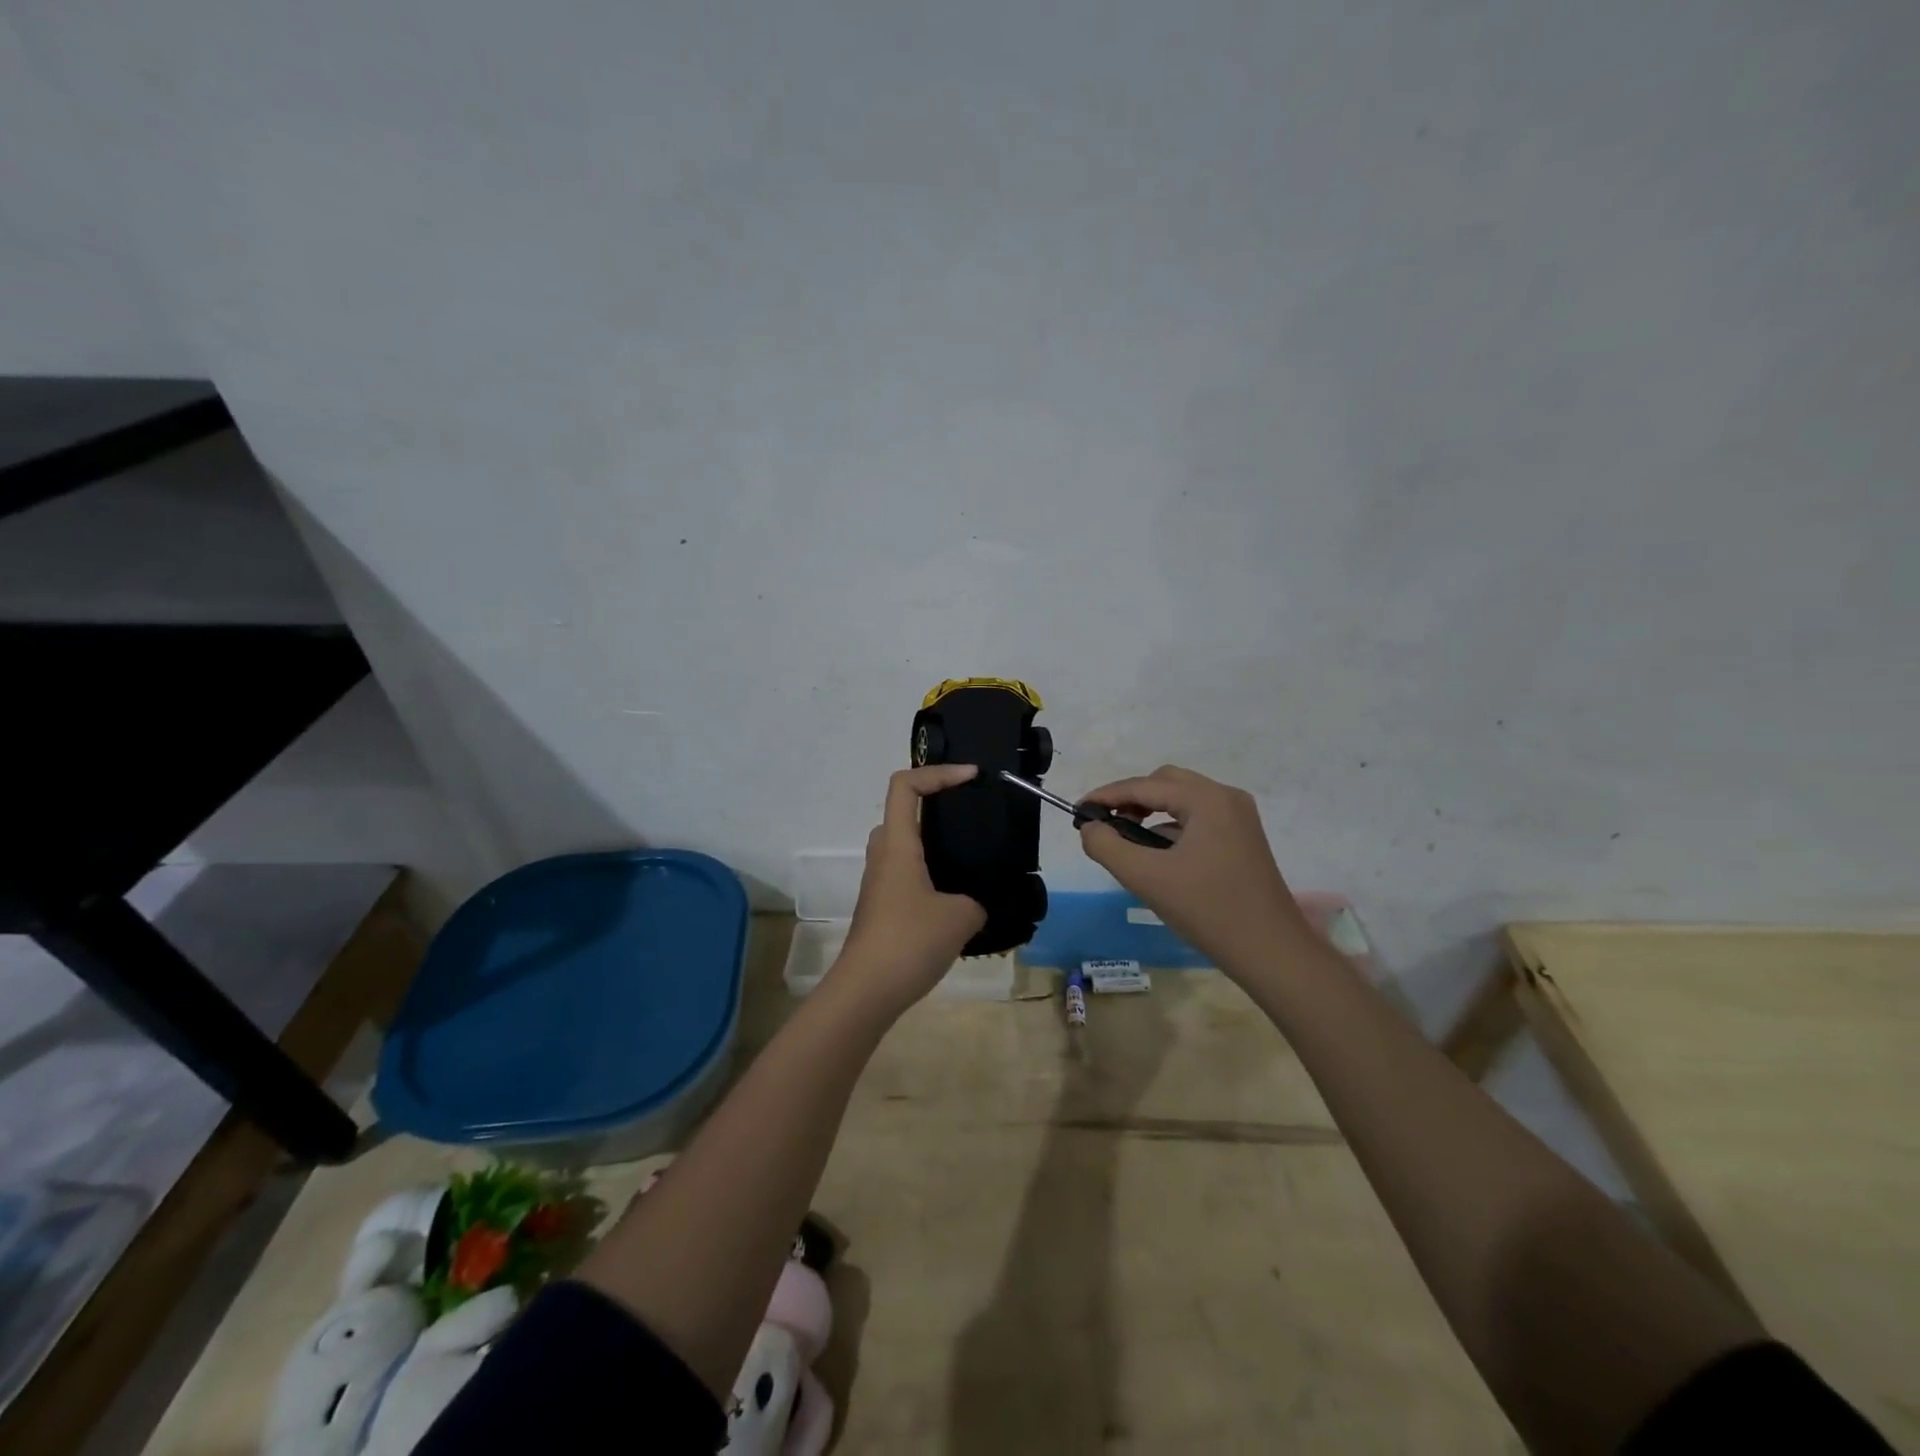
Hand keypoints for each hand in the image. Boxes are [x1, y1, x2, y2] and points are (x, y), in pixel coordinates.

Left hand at [833, 764, 986, 1010]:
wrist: (866, 991)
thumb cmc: (909, 941)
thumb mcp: (961, 917)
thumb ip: (977, 900)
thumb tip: (975, 904)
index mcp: (898, 844)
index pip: (906, 784)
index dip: (938, 772)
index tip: (972, 778)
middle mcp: (883, 855)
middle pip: (903, 810)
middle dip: (938, 803)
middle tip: (973, 814)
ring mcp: (879, 881)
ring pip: (906, 844)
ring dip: (935, 840)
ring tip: (972, 854)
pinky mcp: (882, 905)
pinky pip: (907, 871)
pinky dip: (931, 869)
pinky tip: (958, 894)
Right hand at [1076, 764, 1309, 973]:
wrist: (1271, 951)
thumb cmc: (1207, 910)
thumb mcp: (1146, 877)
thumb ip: (1107, 846)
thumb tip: (1090, 827)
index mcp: (1207, 799)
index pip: (1144, 786)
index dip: (1106, 795)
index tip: (1077, 810)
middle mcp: (1226, 797)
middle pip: (1165, 782)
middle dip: (1130, 798)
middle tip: (1104, 824)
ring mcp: (1239, 817)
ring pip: (1182, 799)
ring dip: (1150, 811)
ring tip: (1126, 838)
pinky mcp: (1243, 837)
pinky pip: (1198, 817)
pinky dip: (1171, 825)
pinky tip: (1157, 852)